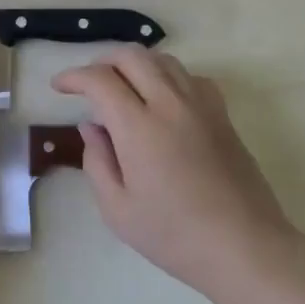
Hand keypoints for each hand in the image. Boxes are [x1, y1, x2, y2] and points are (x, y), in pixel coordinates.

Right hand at [52, 49, 296, 303]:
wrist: (245, 248)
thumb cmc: (174, 236)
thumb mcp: (118, 210)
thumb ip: (97, 162)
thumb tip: (91, 127)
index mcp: (139, 127)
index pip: (100, 80)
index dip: (73, 77)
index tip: (59, 87)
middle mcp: (170, 104)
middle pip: (132, 56)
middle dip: (102, 60)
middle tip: (88, 82)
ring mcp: (201, 106)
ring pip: (163, 60)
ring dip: (135, 64)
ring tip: (122, 86)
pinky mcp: (222, 115)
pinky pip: (191, 76)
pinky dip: (168, 76)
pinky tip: (163, 99)